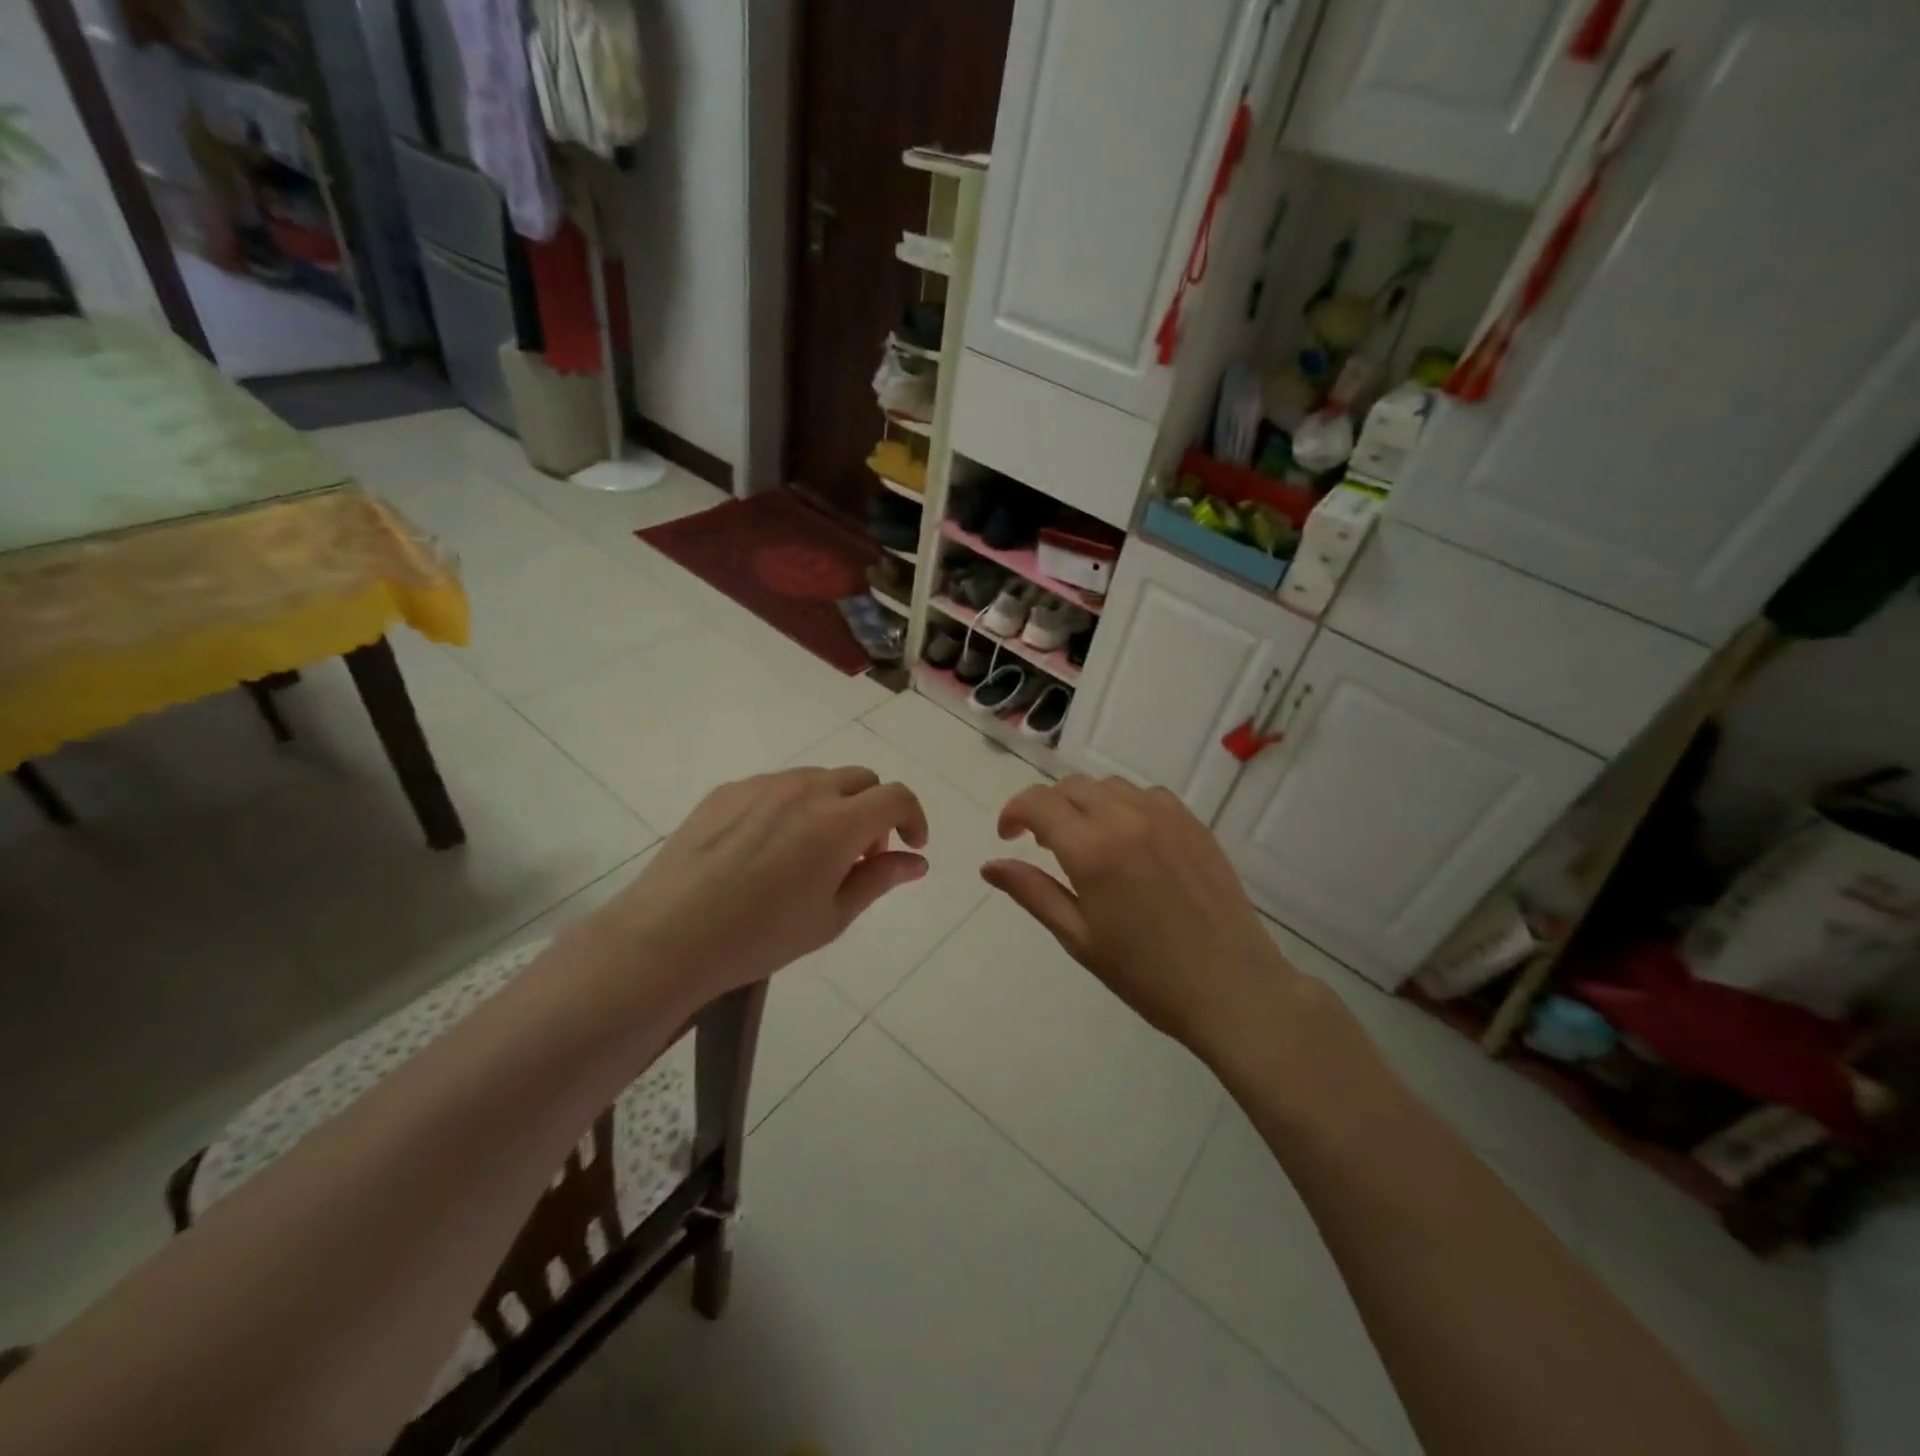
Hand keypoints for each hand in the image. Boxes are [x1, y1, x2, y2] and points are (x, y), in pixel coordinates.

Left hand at [581, 767, 928, 1010]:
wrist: (668, 936)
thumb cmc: (760, 936)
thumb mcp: (831, 917)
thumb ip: (879, 880)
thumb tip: (916, 861)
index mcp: (838, 822)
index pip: (896, 796)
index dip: (913, 818)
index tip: (910, 846)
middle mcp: (805, 789)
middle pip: (861, 779)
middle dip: (874, 811)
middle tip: (859, 856)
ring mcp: (762, 785)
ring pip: (818, 779)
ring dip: (834, 806)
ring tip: (812, 853)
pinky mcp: (728, 790)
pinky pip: (777, 786)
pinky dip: (793, 807)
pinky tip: (768, 849)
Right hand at [982, 776, 1300, 1062]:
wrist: (1232, 988)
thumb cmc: (1146, 974)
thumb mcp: (1078, 938)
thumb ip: (1032, 892)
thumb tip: (990, 865)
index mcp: (1092, 849)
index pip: (1038, 803)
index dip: (1014, 812)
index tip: (1009, 837)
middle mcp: (1126, 818)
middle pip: (1071, 787)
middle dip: (1047, 808)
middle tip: (1044, 845)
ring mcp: (1165, 816)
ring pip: (1108, 786)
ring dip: (1085, 803)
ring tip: (1087, 841)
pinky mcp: (1193, 823)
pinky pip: (1146, 795)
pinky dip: (1124, 805)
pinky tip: (1129, 840)